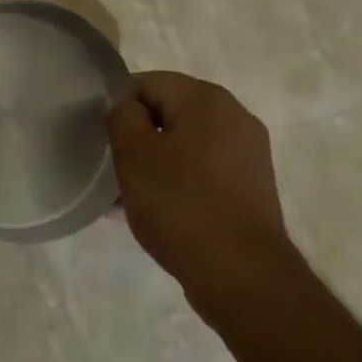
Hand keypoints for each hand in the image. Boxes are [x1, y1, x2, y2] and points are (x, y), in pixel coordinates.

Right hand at [107, 71, 284, 292]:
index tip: (108, 144)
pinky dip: (181, 183)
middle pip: (168, 113)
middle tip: (118, 171)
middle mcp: (235, 116)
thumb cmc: (181, 205)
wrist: (244, 277)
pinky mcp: (253, 187)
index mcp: (207, 98)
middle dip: (140, 138)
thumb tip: (129, 109)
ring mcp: (249, 153)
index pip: (146, 83)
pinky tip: (163, 213)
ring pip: (186, 144)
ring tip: (135, 198)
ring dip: (158, 163)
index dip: (120, 110)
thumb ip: (122, 116)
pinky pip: (204, 171)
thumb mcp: (133, 153)